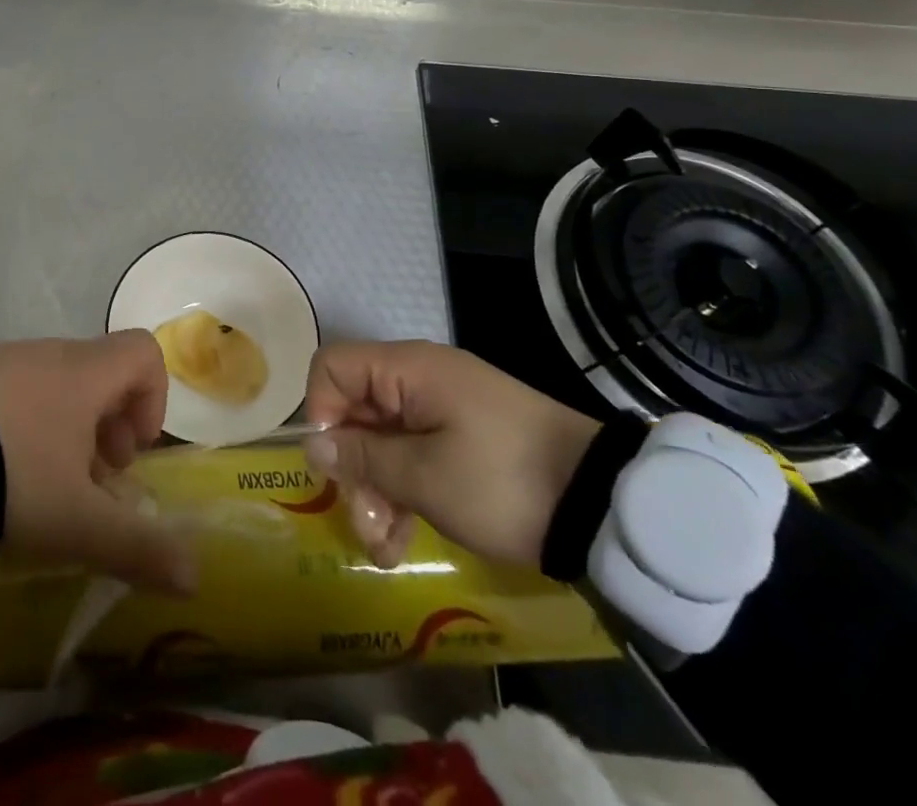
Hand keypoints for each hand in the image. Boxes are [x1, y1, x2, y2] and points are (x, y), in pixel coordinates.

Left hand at [0, 331, 196, 594]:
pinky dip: (23, 423)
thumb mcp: (78, 523)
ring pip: (55, 384)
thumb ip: (138, 549)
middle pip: (100, 374)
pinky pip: (13, 389)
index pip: (142, 353)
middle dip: (106, 428)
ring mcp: (3, 359)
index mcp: (85, 372)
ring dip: (65, 430)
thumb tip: (194, 578)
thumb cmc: (14, 475)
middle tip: (89, 483)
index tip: (130, 452)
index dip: (153, 398)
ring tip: (40, 487)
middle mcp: (49, 353)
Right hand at [302, 340, 600, 570]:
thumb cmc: (503, 481)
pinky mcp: (460, 441)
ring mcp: (441, 412)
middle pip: (355, 411)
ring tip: (386, 550)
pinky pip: (412, 457)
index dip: (320, 410)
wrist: (603, 505)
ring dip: (374, 493)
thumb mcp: (426, 477)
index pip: (333, 367)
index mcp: (407, 370)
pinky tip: (402, 545)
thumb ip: (363, 458)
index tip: (334, 464)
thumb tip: (312, 443)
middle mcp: (418, 381)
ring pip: (381, 441)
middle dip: (351, 469)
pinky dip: (401, 495)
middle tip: (365, 525)